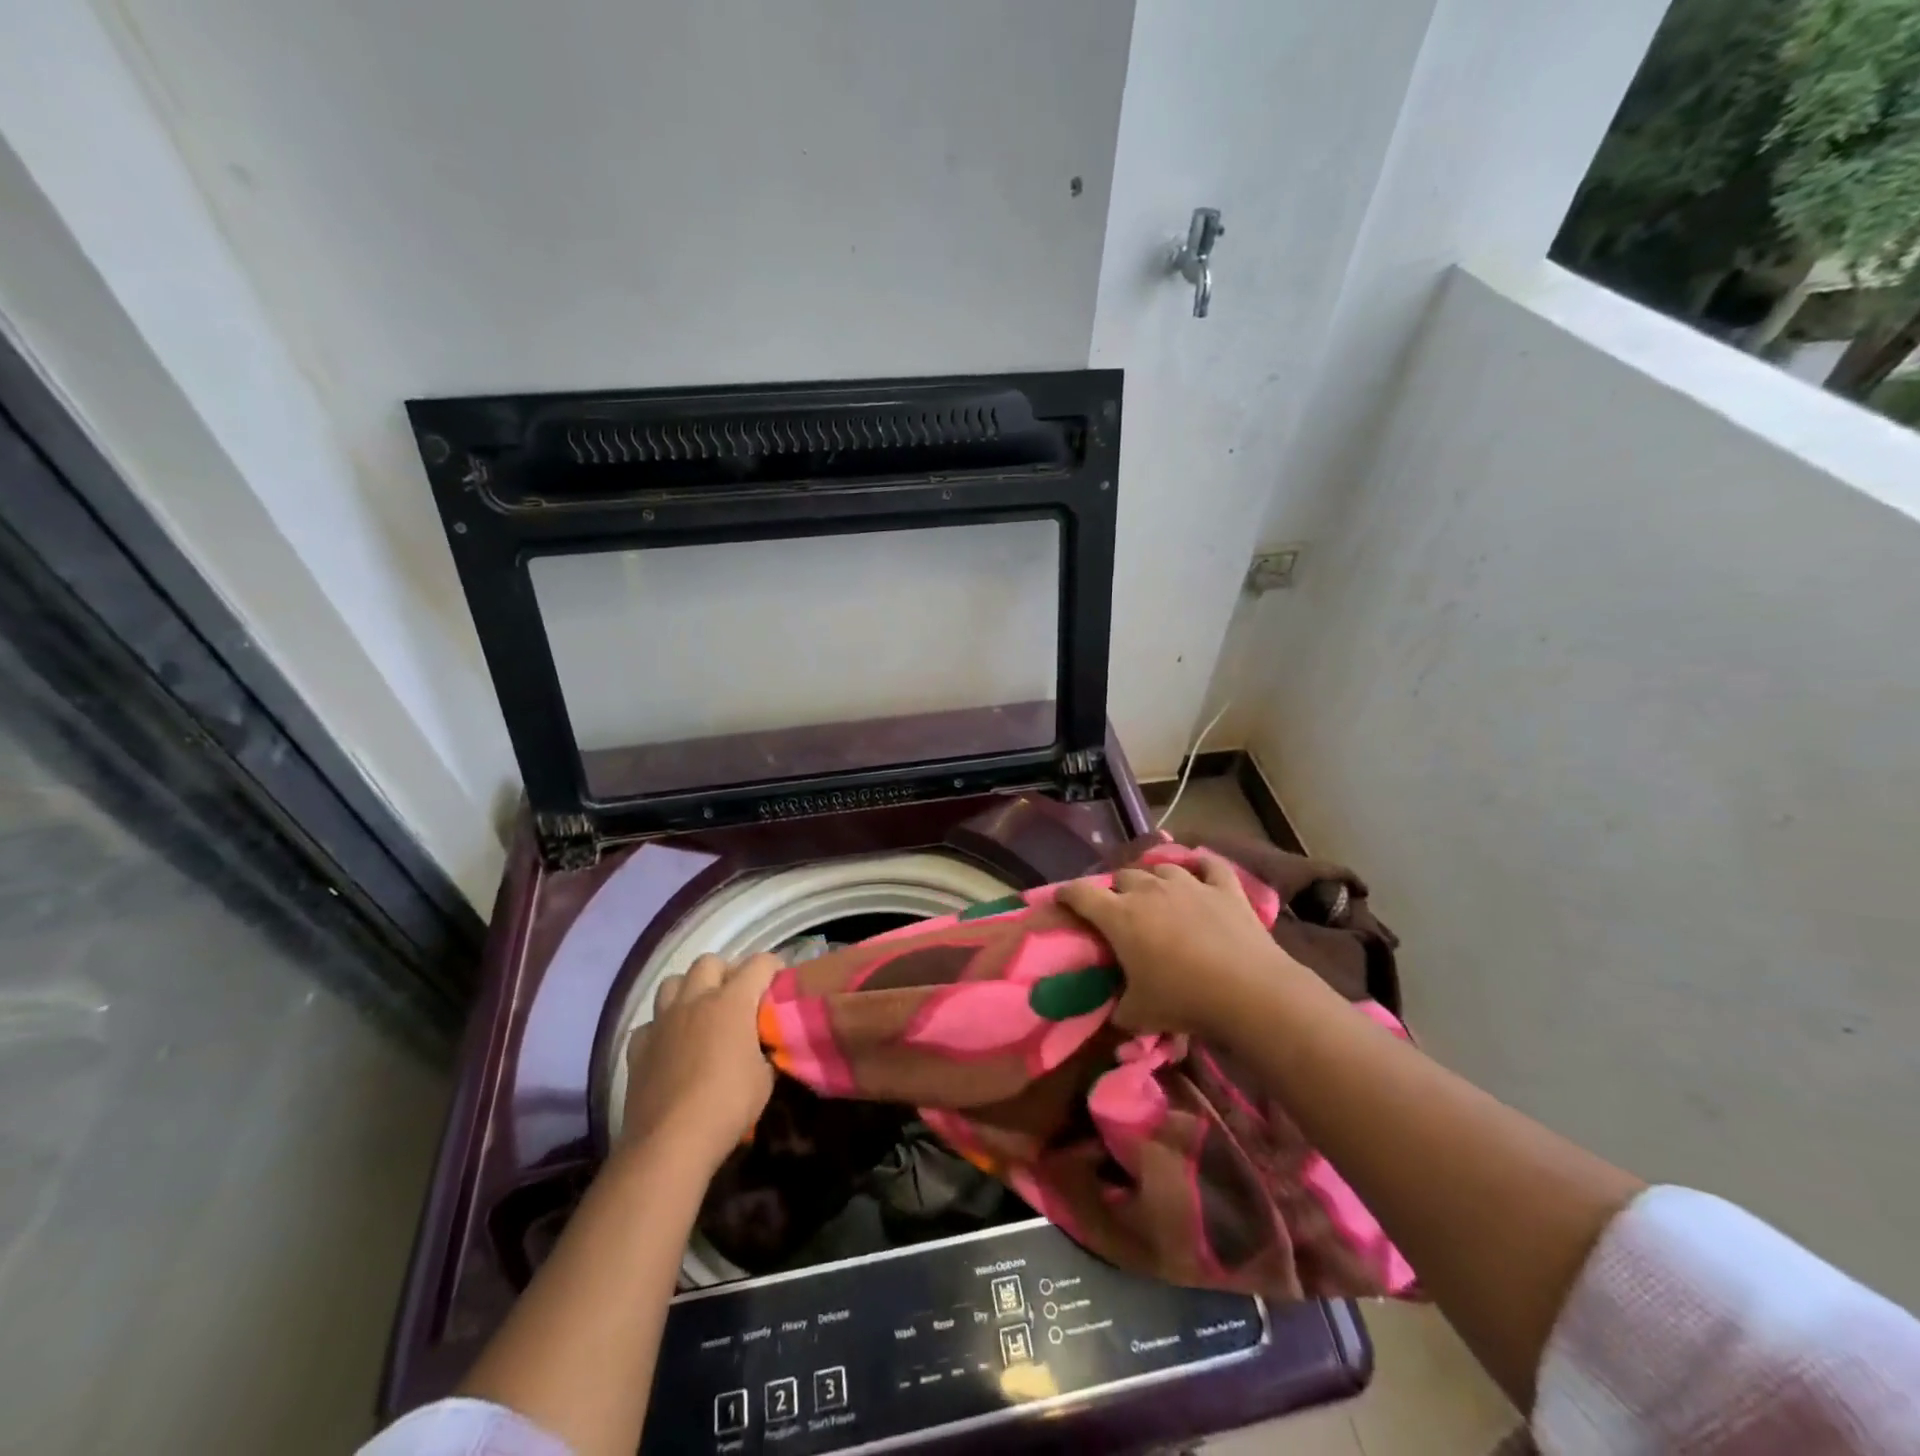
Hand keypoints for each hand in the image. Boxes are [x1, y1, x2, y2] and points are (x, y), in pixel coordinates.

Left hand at [622, 951, 780, 1170]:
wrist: (670, 1143)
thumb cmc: (728, 1105)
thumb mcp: (765, 1079)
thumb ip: (764, 1051)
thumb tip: (761, 1048)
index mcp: (732, 1002)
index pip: (759, 964)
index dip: (773, 967)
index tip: (779, 982)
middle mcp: (695, 1000)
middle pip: (709, 962)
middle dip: (726, 971)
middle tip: (737, 996)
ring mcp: (662, 1021)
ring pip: (672, 982)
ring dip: (689, 990)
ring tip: (700, 1012)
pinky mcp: (638, 1047)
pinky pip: (650, 1023)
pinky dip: (661, 1028)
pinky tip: (670, 1045)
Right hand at [1057, 854, 1303, 1037]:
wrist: (1248, 992)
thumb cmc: (1183, 1000)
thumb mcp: (1139, 1015)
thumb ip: (1120, 1010)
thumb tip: (1115, 1014)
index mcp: (1119, 916)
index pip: (1081, 894)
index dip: (1067, 893)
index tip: (1061, 898)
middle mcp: (1149, 890)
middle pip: (1122, 876)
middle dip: (1115, 888)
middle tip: (1118, 907)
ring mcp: (1189, 884)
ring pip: (1161, 868)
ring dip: (1154, 877)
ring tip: (1156, 891)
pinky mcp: (1225, 888)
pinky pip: (1210, 865)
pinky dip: (1202, 865)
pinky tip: (1200, 868)